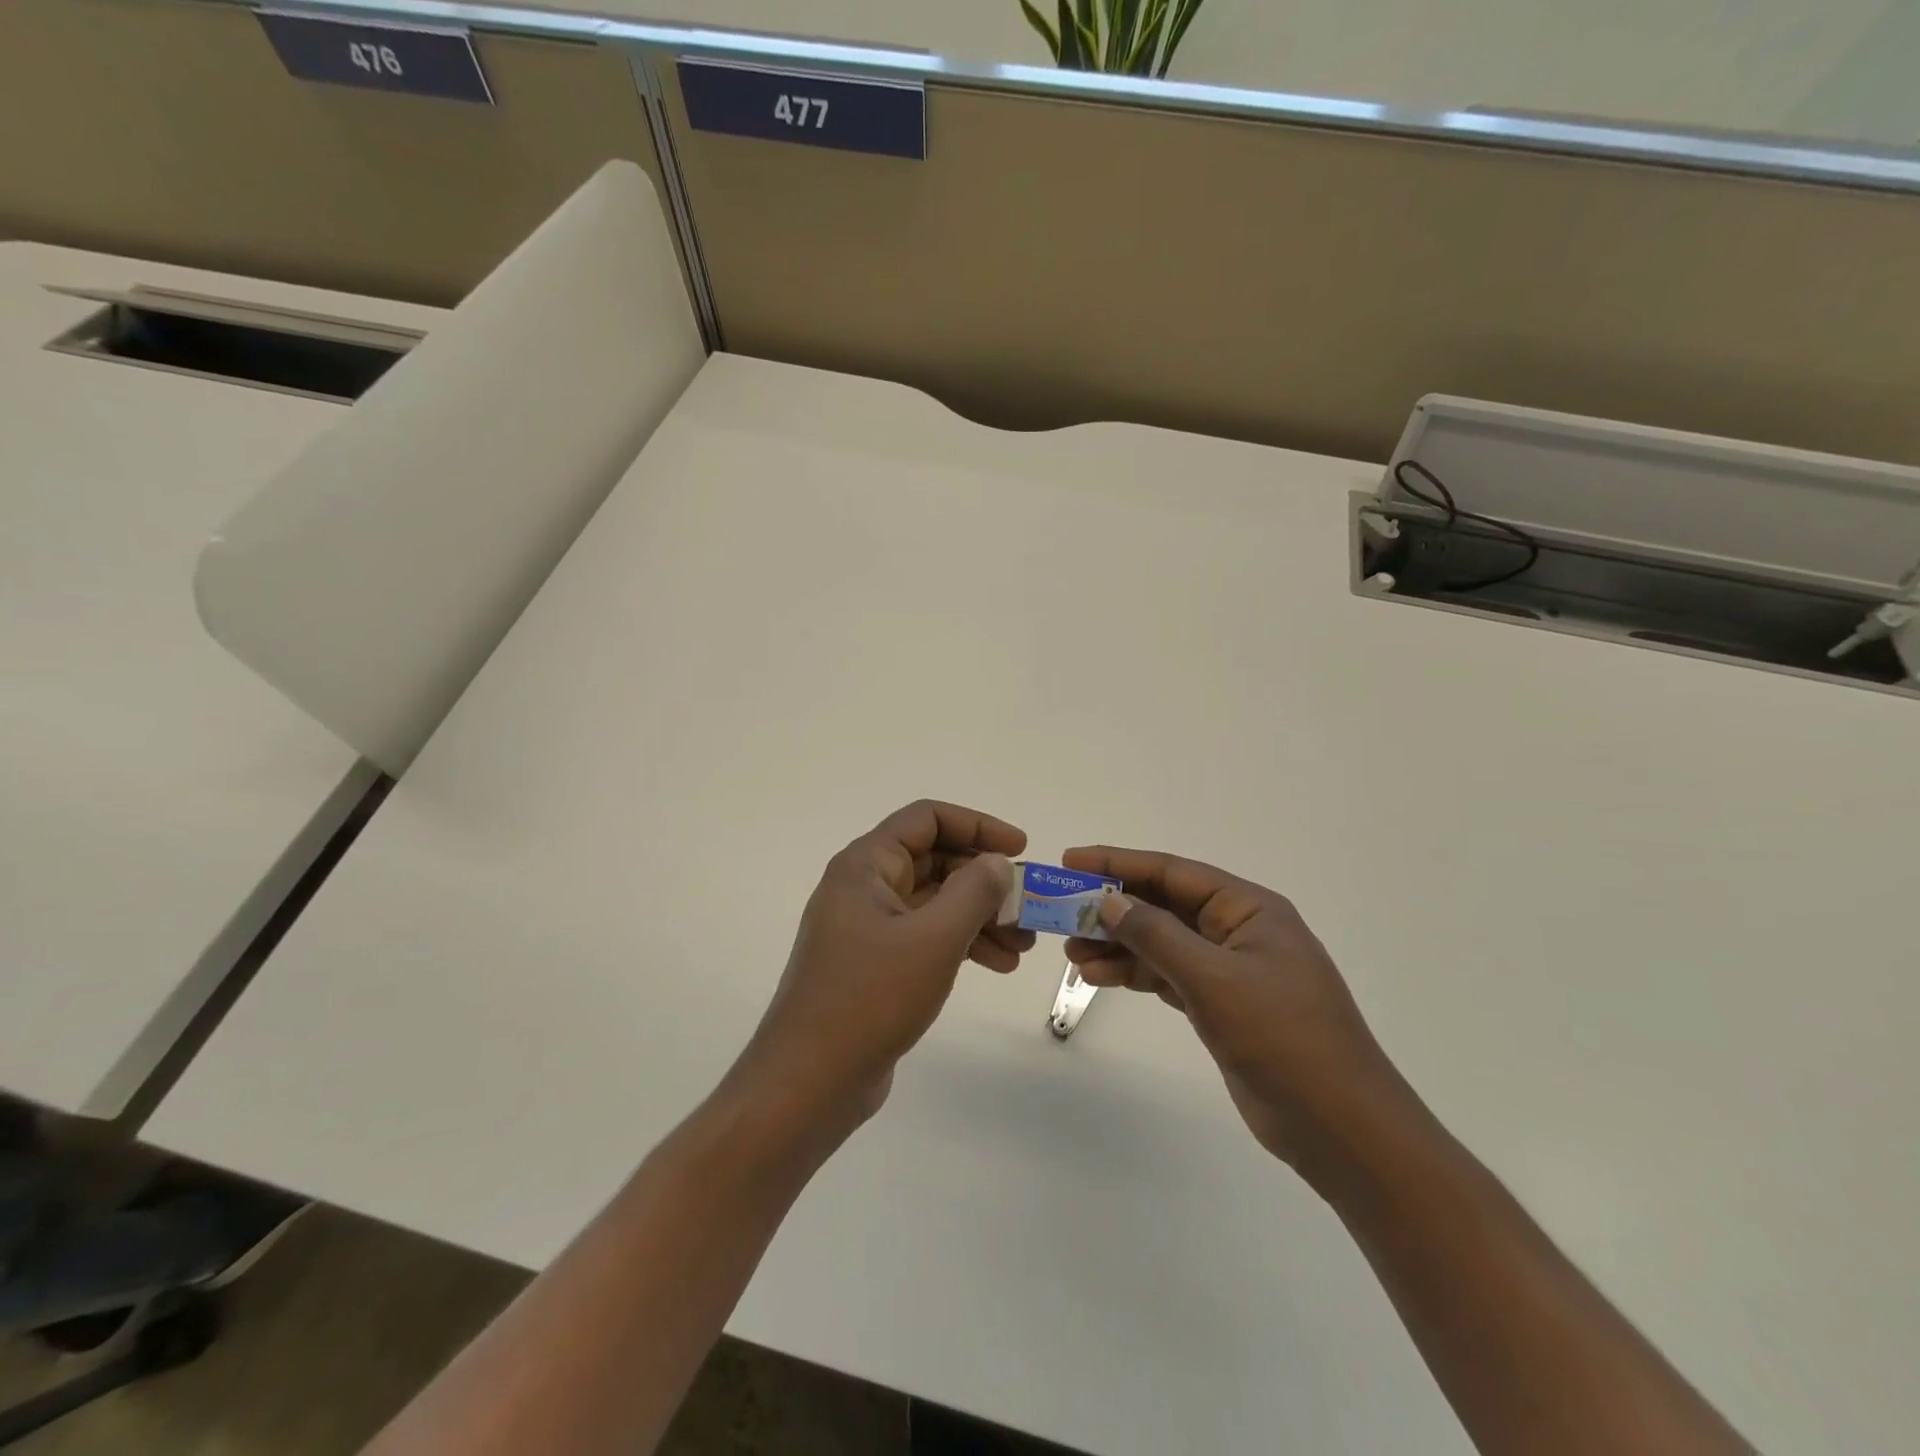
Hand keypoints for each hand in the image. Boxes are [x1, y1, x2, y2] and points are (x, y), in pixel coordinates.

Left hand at [729, 801, 1034, 1140]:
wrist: (810, 1082)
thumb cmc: (870, 998)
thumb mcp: (933, 939)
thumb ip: (973, 891)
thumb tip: (996, 863)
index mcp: (866, 865)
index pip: (927, 819)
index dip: (977, 825)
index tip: (1020, 848)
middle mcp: (864, 887)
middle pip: (935, 861)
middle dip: (985, 880)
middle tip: (1029, 906)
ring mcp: (868, 927)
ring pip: (935, 902)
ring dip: (980, 916)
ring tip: (1024, 944)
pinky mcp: (875, 964)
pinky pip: (927, 936)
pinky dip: (962, 943)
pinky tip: (998, 964)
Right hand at [1063, 847, 1404, 1171]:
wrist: (1340, 1128)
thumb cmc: (1283, 1038)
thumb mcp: (1214, 980)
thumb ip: (1157, 936)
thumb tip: (1109, 901)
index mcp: (1248, 909)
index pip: (1173, 872)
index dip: (1119, 863)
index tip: (1071, 862)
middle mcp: (1238, 931)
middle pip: (1164, 906)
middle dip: (1113, 908)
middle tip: (1063, 916)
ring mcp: (1230, 971)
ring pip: (1162, 943)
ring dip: (1118, 945)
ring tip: (1072, 954)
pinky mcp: (1222, 1006)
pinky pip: (1168, 975)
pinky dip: (1135, 974)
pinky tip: (1100, 977)